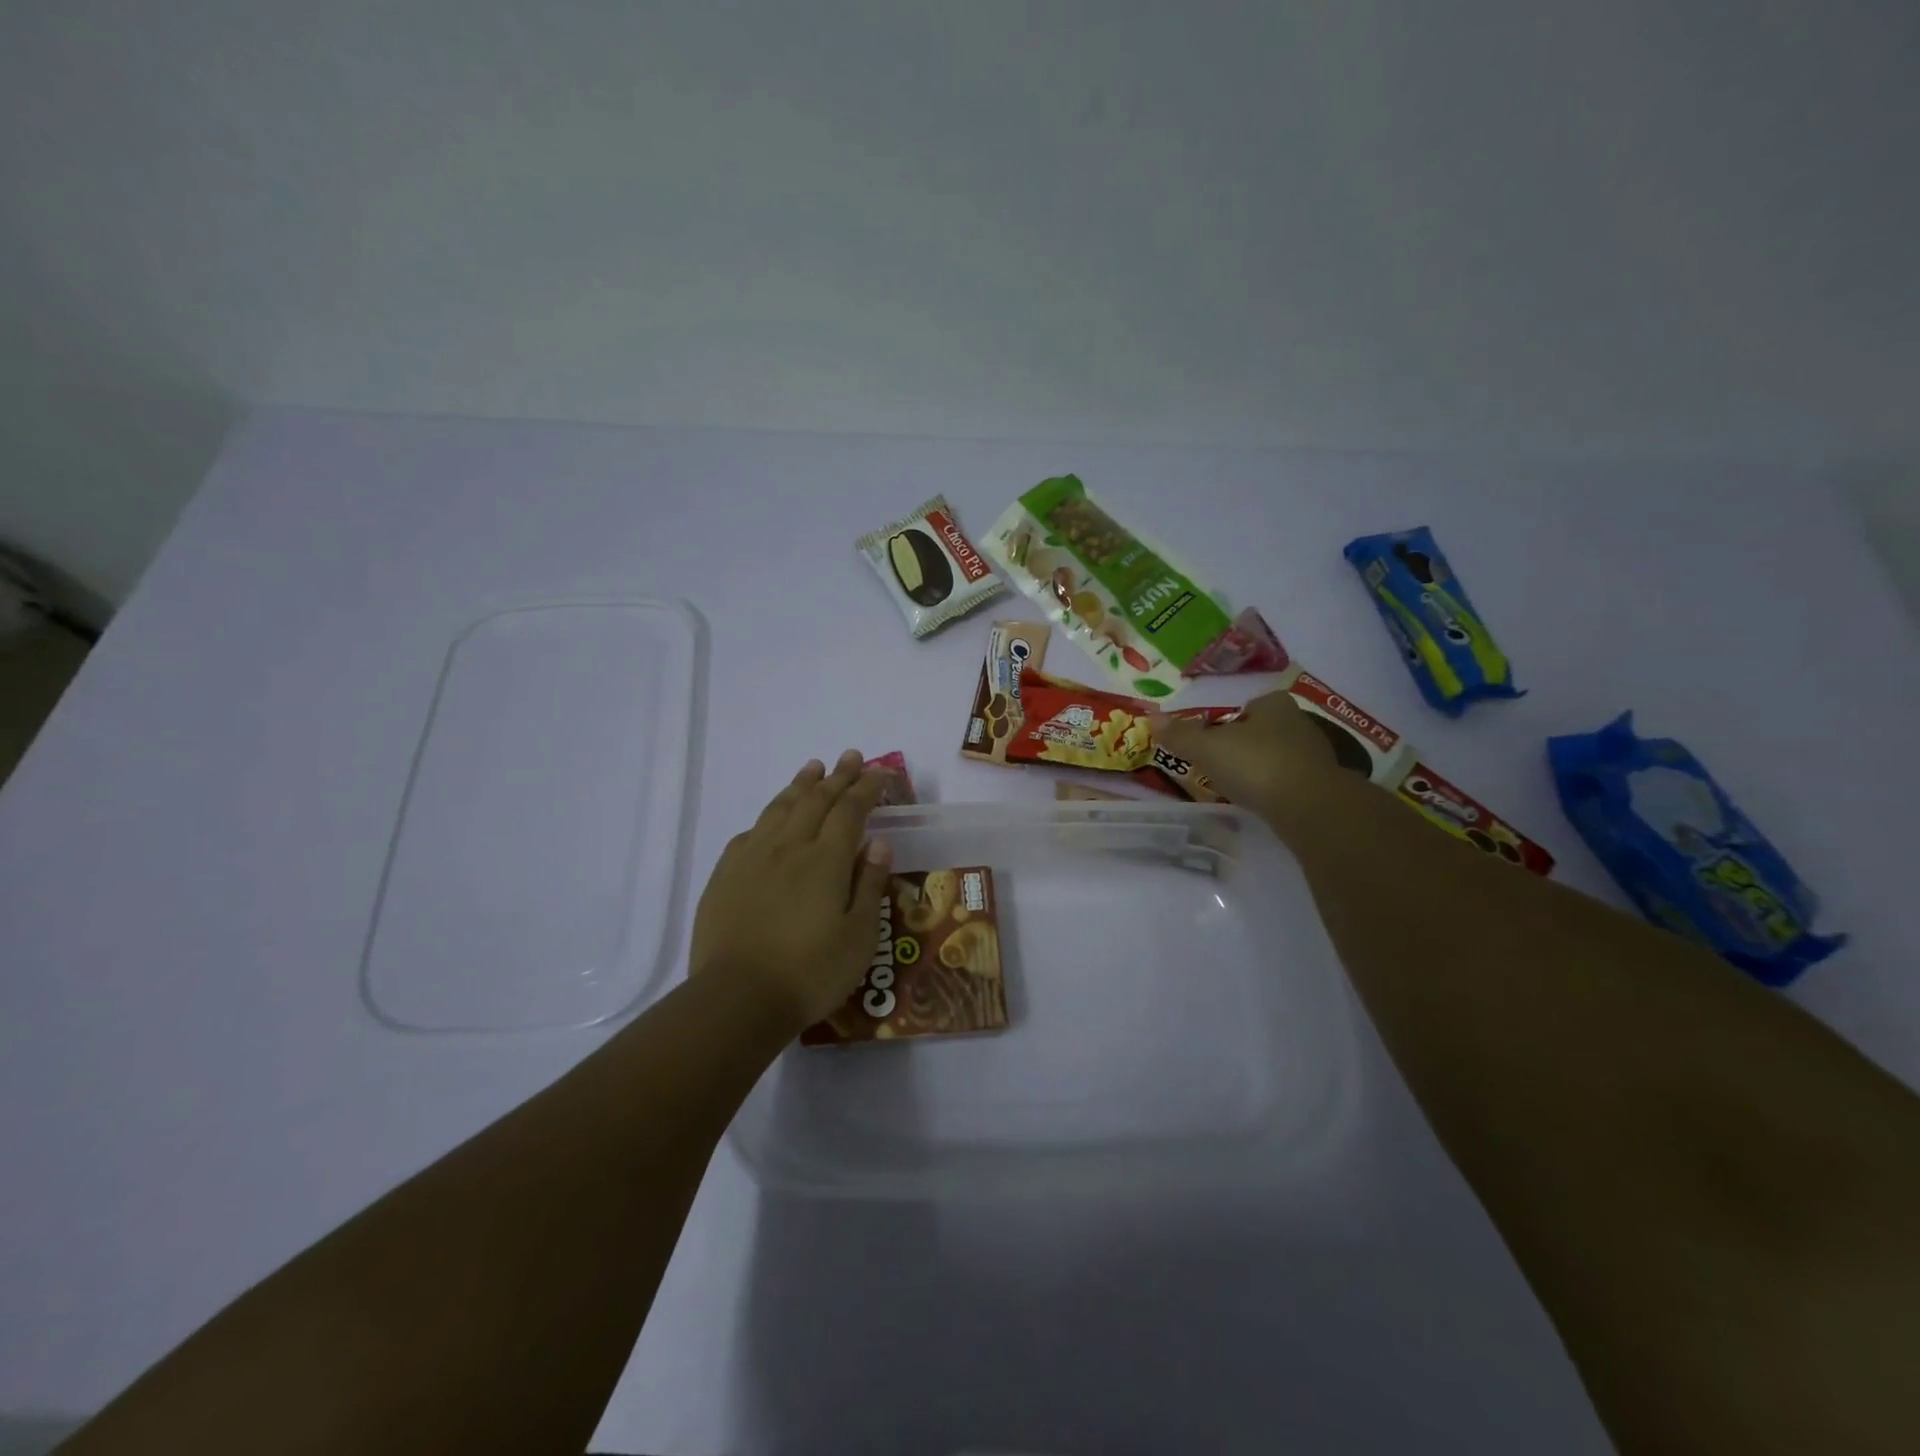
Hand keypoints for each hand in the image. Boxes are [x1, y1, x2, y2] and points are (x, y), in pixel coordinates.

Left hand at [689, 750, 893, 1031]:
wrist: (737, 999)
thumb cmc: (810, 972)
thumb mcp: (859, 936)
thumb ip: (870, 885)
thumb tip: (879, 844)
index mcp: (826, 860)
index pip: (850, 810)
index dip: (867, 787)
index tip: (880, 772)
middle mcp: (789, 847)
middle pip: (816, 800)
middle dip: (837, 776)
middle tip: (852, 756)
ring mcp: (752, 858)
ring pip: (780, 808)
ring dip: (800, 784)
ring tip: (813, 768)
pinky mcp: (725, 875)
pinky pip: (750, 833)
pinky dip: (768, 817)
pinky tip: (770, 820)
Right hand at [1152, 690, 1344, 835]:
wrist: (1310, 807)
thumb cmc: (1256, 764)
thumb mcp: (1208, 748)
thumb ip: (1181, 734)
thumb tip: (1152, 718)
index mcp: (1274, 705)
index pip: (1253, 704)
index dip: (1234, 718)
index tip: (1216, 736)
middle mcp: (1299, 724)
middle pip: (1266, 729)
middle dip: (1246, 742)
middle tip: (1221, 760)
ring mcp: (1315, 756)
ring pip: (1280, 755)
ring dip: (1262, 766)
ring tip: (1238, 784)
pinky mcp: (1322, 786)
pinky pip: (1291, 781)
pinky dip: (1275, 788)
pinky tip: (1261, 801)